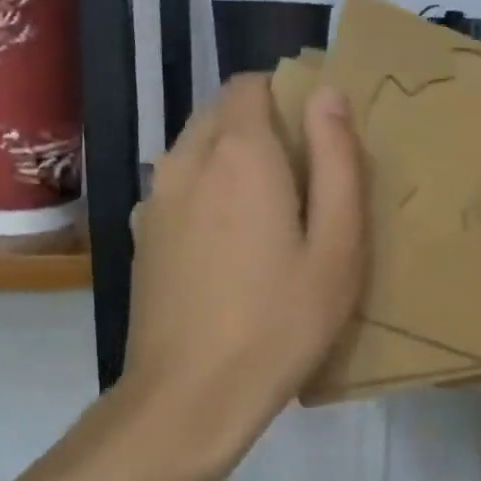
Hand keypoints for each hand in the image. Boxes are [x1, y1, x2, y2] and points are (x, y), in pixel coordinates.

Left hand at [119, 74, 364, 477]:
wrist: (190, 397)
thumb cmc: (281, 321)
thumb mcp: (337, 245)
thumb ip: (337, 160)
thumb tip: (328, 93)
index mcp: (239, 153)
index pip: (252, 84)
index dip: (286, 96)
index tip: (317, 135)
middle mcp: (186, 160)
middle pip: (221, 113)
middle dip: (260, 126)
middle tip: (302, 181)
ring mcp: (155, 199)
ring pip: (196, 150)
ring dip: (231, 160)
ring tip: (267, 216)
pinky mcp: (142, 236)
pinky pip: (178, 188)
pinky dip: (206, 193)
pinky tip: (228, 248)